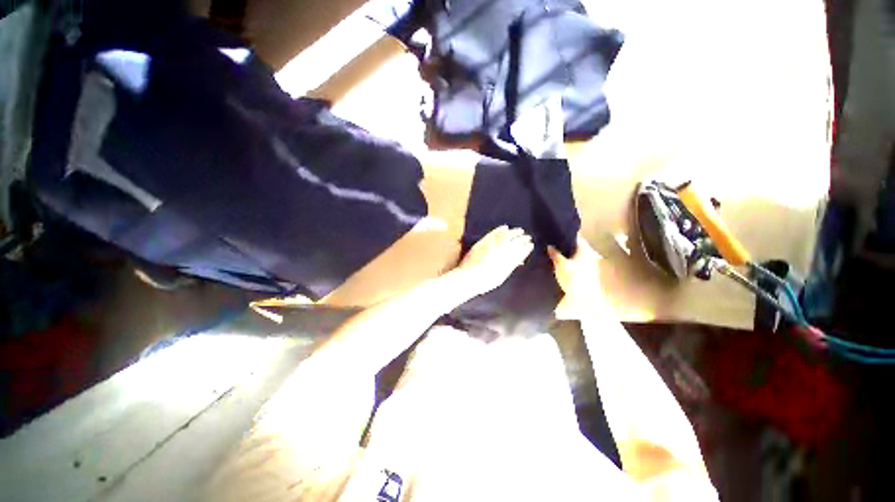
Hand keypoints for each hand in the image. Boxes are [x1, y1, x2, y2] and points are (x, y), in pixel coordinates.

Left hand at [455, 226, 533, 295]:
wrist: (470, 277)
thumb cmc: (486, 281)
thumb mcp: (501, 276)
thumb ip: (510, 267)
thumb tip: (519, 261)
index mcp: (508, 262)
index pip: (521, 253)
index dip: (526, 248)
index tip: (530, 245)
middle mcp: (503, 252)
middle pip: (516, 243)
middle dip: (523, 239)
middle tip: (527, 237)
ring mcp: (493, 246)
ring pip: (507, 236)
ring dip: (515, 233)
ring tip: (520, 230)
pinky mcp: (484, 242)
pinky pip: (494, 233)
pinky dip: (500, 230)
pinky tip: (505, 227)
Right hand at [548, 234, 603, 319]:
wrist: (586, 302)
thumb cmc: (575, 280)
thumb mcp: (562, 266)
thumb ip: (555, 255)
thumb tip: (549, 245)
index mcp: (583, 250)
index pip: (574, 237)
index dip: (564, 234)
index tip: (552, 232)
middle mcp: (586, 255)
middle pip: (572, 247)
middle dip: (561, 245)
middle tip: (546, 243)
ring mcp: (584, 266)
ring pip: (570, 257)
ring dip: (561, 256)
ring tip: (547, 254)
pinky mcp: (580, 276)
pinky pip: (569, 266)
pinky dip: (562, 265)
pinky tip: (552, 267)